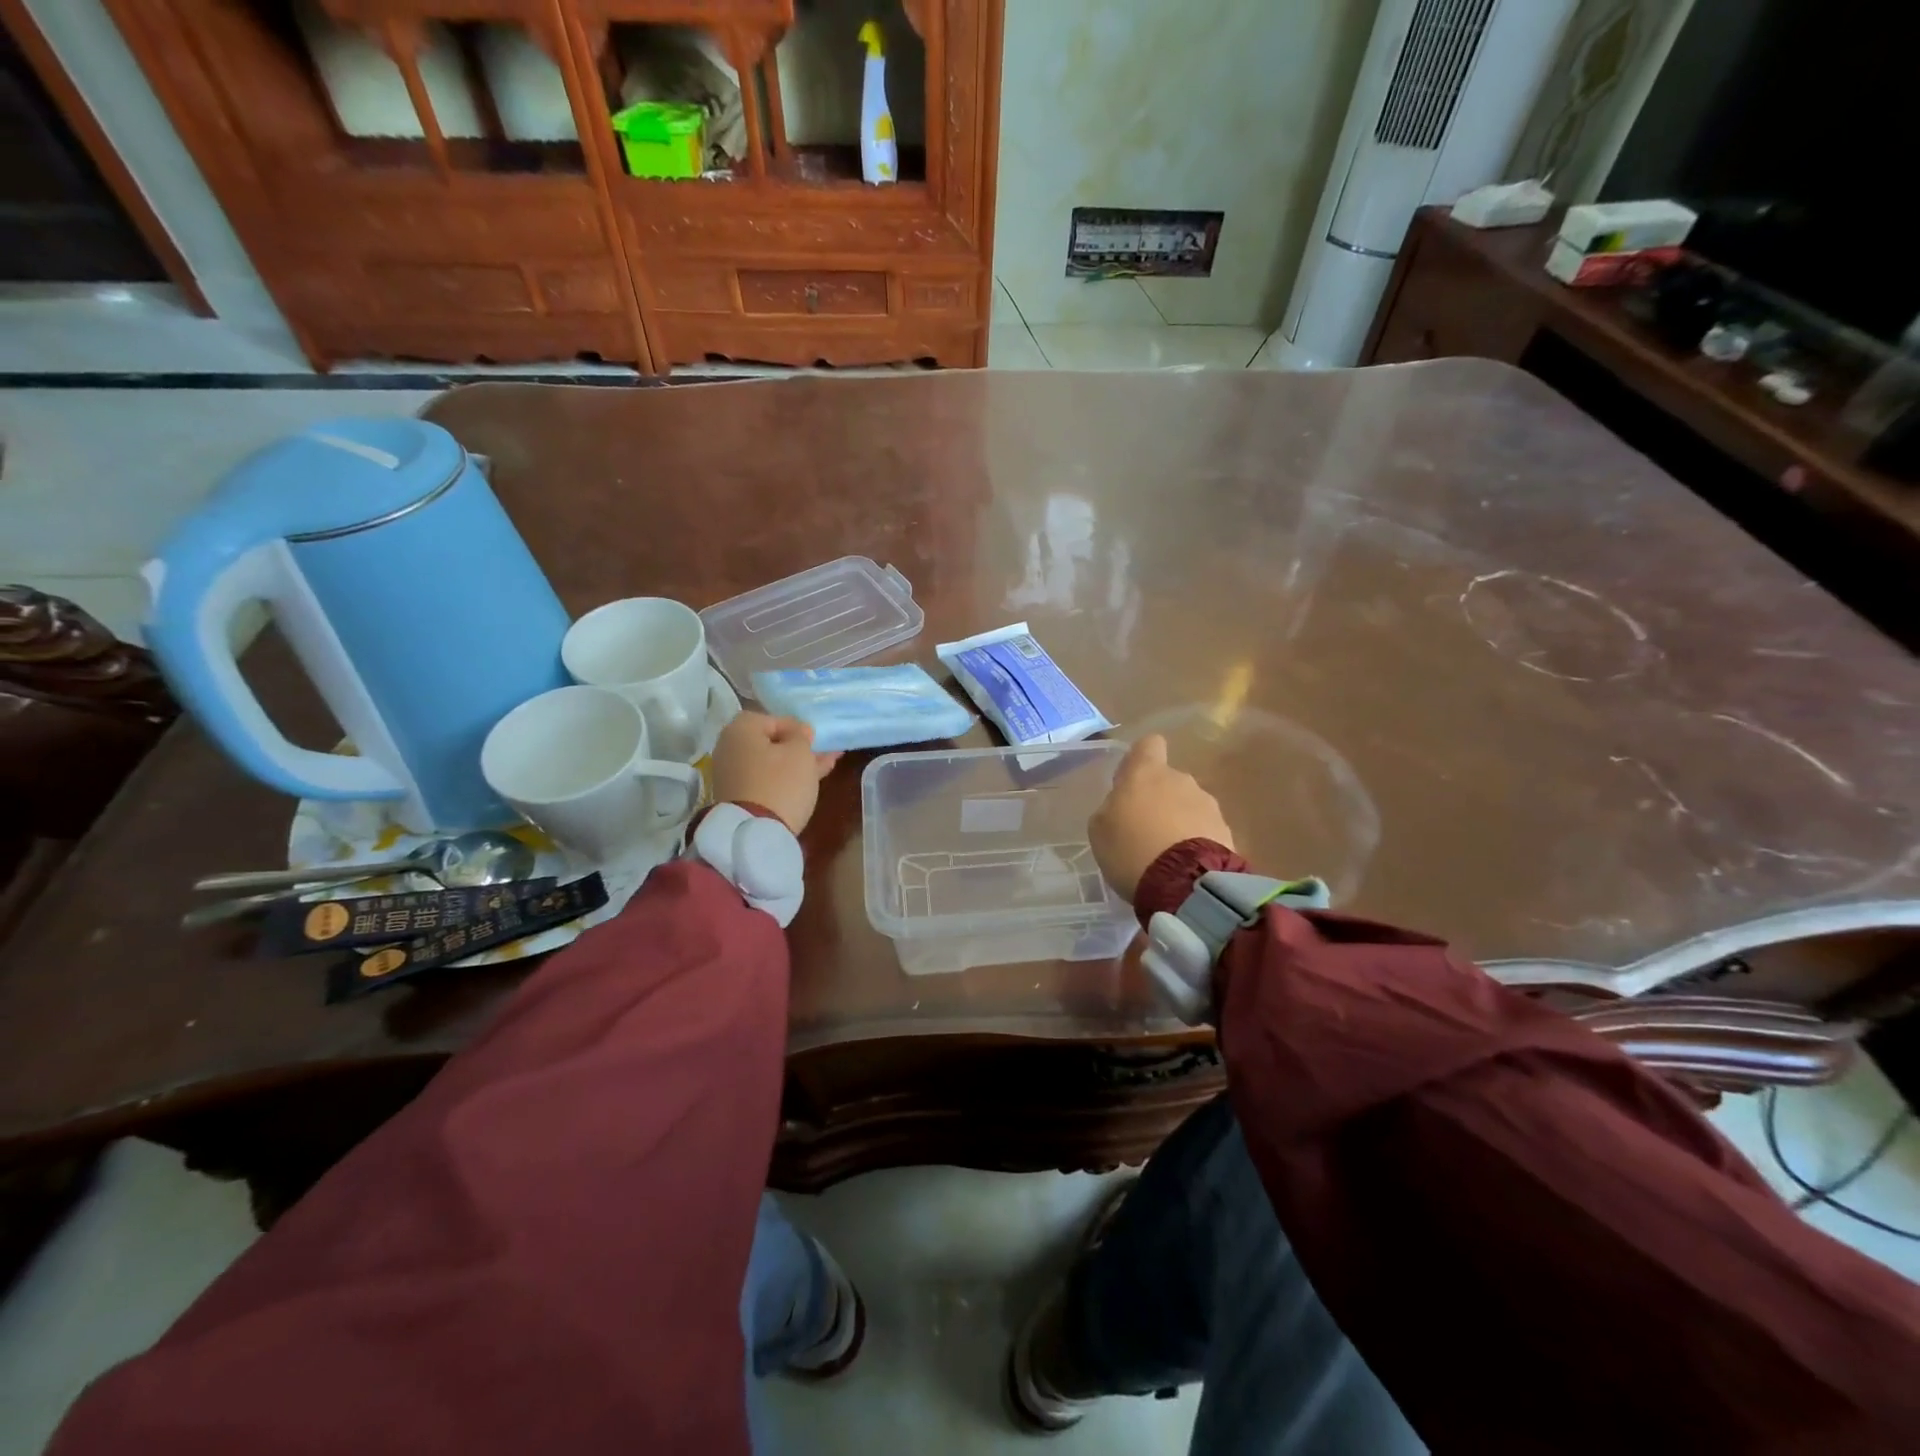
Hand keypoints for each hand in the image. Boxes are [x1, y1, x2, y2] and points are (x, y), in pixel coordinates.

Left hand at [711, 713, 840, 834]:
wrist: (755, 833)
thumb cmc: (780, 782)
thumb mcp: (799, 752)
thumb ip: (801, 735)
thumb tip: (797, 732)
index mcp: (740, 730)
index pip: (771, 719)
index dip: (796, 726)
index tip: (814, 739)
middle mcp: (729, 748)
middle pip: (768, 742)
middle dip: (796, 747)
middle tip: (820, 752)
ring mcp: (731, 775)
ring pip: (769, 763)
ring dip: (794, 764)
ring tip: (823, 766)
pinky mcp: (737, 797)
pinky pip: (764, 780)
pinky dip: (783, 778)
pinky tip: (808, 781)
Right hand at [1090, 734, 1234, 900]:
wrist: (1184, 883)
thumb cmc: (1131, 848)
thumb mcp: (1100, 829)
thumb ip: (1111, 809)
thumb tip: (1122, 806)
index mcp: (1146, 772)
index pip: (1148, 744)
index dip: (1139, 759)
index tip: (1130, 782)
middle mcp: (1181, 779)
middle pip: (1168, 780)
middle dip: (1158, 799)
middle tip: (1143, 831)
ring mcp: (1208, 804)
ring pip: (1188, 805)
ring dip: (1178, 821)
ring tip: (1165, 855)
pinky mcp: (1226, 831)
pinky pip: (1205, 829)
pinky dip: (1195, 842)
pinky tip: (1184, 867)